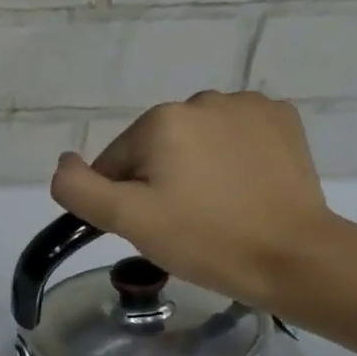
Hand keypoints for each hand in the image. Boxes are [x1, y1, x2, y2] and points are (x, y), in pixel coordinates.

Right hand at [50, 91, 344, 313]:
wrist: (292, 255)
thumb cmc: (202, 239)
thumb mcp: (126, 220)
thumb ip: (79, 189)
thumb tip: (63, 162)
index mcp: (162, 120)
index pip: (114, 163)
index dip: (121, 199)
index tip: (149, 227)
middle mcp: (203, 100)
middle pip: (153, 149)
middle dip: (156, 182)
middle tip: (179, 222)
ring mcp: (249, 107)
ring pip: (193, 142)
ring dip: (191, 169)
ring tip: (212, 208)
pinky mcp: (282, 120)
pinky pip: (232, 137)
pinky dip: (228, 159)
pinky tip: (240, 190)